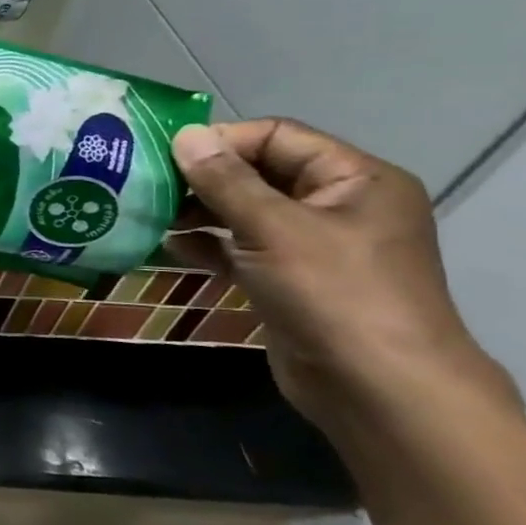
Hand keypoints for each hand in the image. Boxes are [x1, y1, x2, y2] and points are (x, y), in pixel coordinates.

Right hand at [167, 120, 504, 429]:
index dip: (222, 140)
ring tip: (150, 214)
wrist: (377, 389)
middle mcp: (337, 205)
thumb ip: (225, 180)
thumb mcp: (273, 228)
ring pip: (244, 212)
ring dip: (198, 211)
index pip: (278, 137)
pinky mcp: (289, 280)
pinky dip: (206, 244)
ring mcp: (313, 246)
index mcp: (354, 179)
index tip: (165, 155)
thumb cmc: (334, 294)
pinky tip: (169, 246)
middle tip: (148, 185)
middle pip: (258, 172)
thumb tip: (186, 135)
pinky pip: (241, 248)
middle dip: (203, 177)